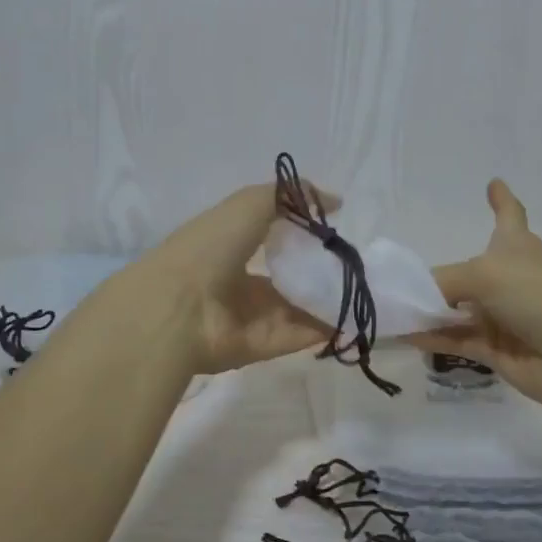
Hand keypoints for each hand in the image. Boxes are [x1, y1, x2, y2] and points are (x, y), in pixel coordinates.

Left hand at [129, 180, 335, 374]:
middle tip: (355, 265)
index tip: (334, 231)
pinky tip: (354, 317)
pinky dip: (326, 328)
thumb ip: (290, 196)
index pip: (270, 237)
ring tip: (364, 291)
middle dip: (318, 271)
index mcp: (228, 245)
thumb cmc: (209, 249)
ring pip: (297, 308)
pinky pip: (300, 335)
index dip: (301, 234)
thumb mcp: (249, 204)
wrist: (176, 310)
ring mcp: (250, 317)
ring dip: (327, 300)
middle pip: (286, 277)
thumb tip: (334, 201)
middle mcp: (238, 282)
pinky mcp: (262, 346)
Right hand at [411, 180, 541, 414]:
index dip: (501, 199)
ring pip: (456, 310)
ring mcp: (501, 316)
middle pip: (468, 271)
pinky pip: (455, 340)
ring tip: (387, 309)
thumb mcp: (484, 275)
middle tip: (395, 277)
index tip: (494, 182)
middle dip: (436, 275)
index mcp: (515, 246)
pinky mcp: (496, 351)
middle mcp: (507, 279)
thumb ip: (442, 284)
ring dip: (426, 311)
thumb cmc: (539, 296)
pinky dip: (430, 337)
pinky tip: (402, 334)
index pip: (509, 214)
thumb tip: (413, 302)